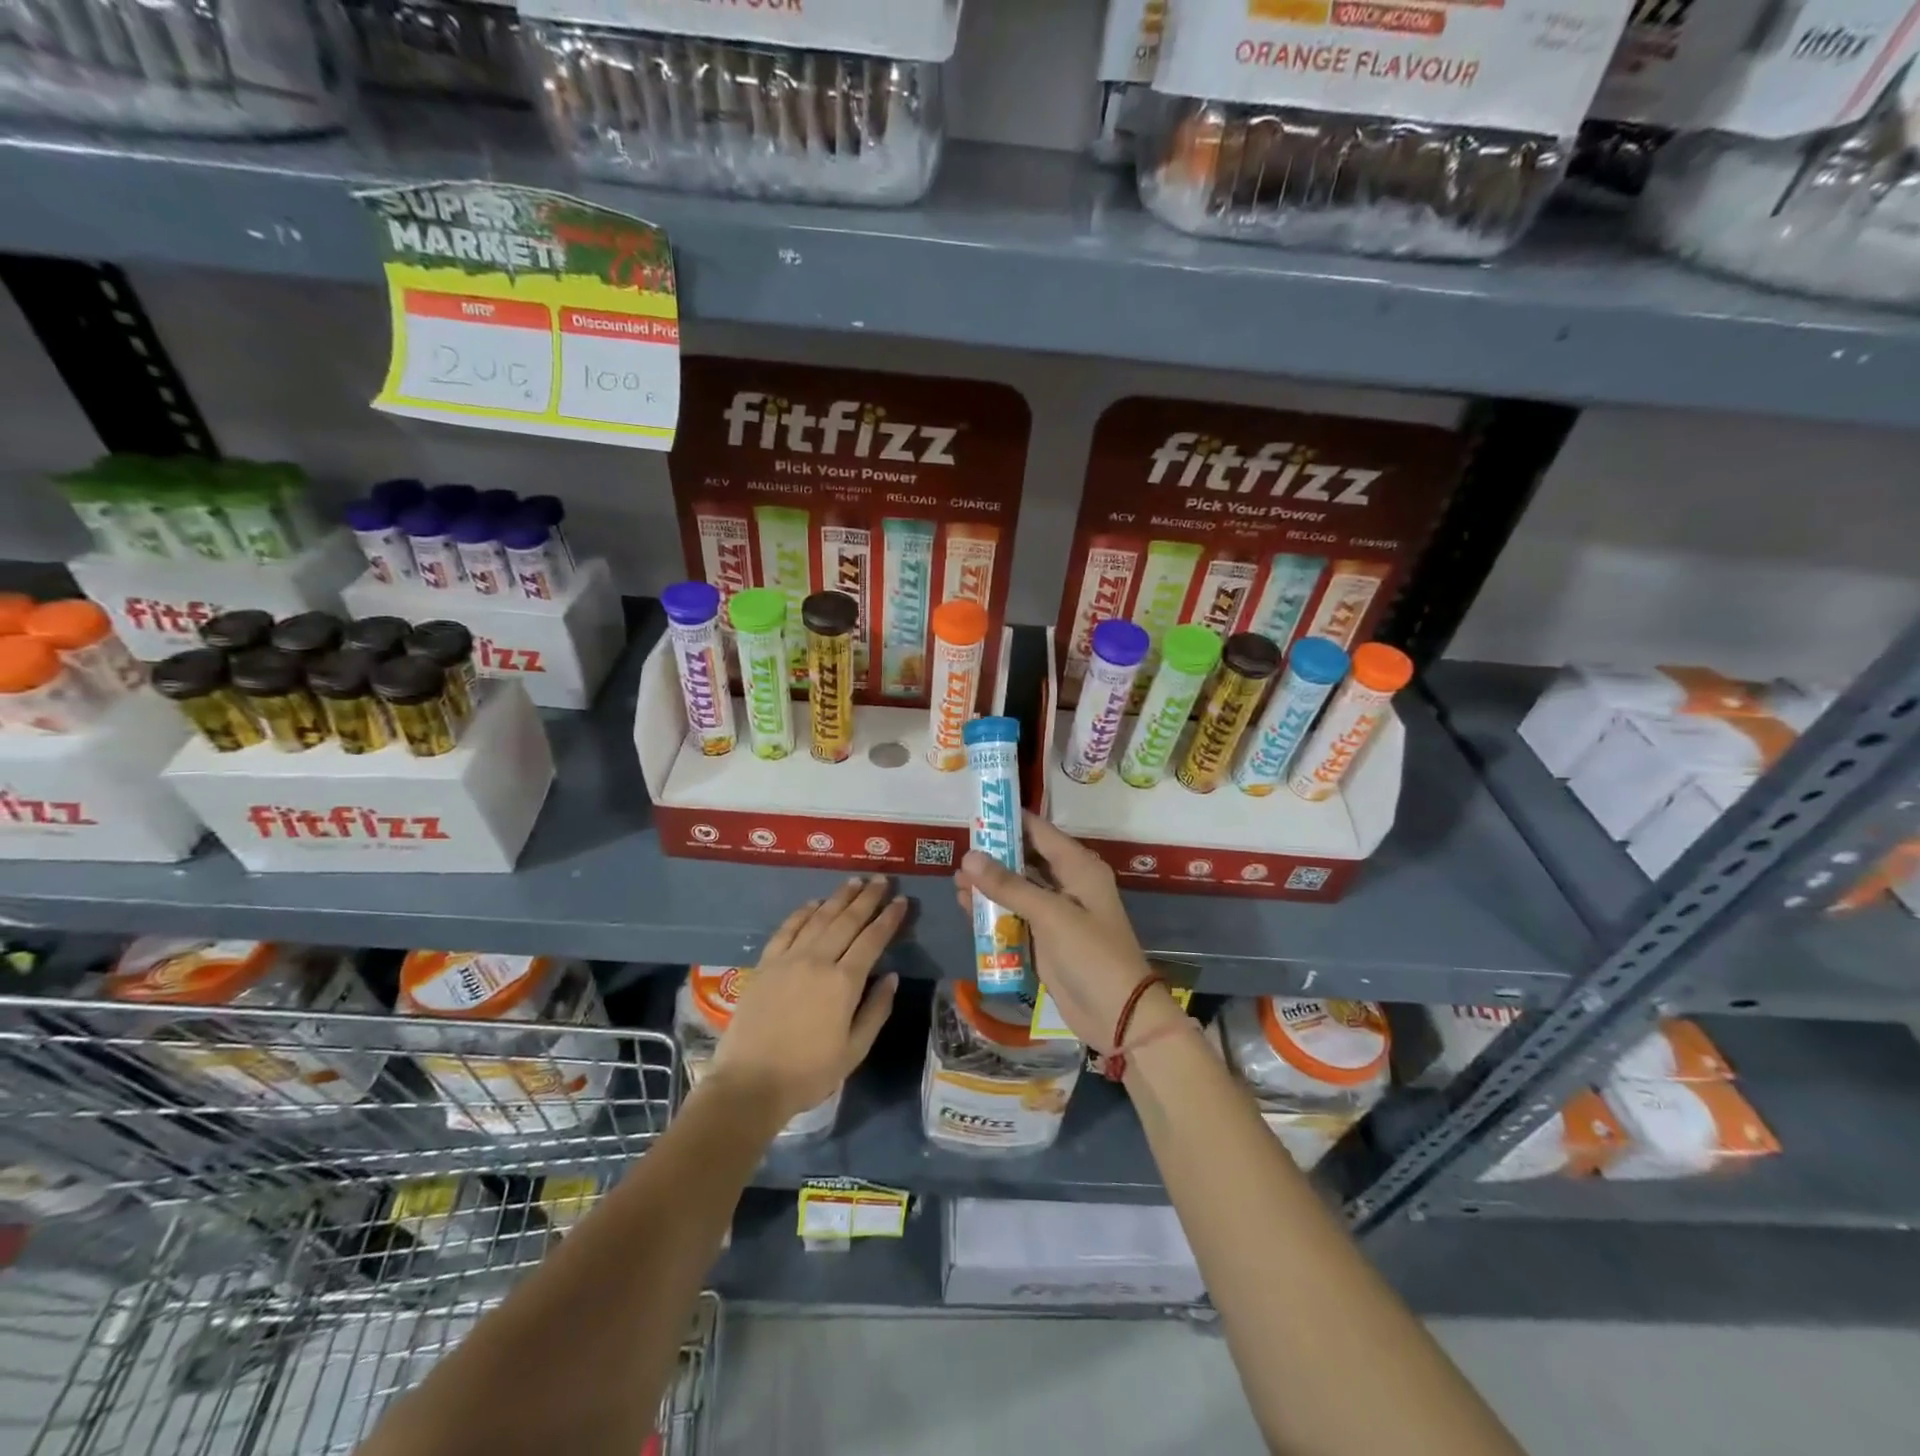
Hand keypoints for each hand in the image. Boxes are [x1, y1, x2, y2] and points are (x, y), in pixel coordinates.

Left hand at [708, 875, 902, 1123]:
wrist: (750, 1084)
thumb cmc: (808, 1073)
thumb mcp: (854, 1050)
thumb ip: (876, 1010)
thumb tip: (891, 976)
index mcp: (844, 983)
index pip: (872, 940)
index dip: (889, 918)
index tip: (902, 901)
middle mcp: (817, 961)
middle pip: (847, 920)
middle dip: (867, 898)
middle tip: (881, 880)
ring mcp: (788, 959)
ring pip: (818, 918)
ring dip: (838, 898)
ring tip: (854, 882)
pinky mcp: (765, 964)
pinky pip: (787, 929)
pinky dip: (802, 912)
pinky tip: (813, 903)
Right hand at [953, 813, 1175, 1052]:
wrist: (1118, 1016)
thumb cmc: (1091, 955)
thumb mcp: (1050, 915)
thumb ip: (1009, 885)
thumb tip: (969, 857)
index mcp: (1079, 868)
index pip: (1040, 832)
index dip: (1009, 821)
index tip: (976, 813)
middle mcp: (1068, 884)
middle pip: (1026, 859)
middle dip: (993, 857)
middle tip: (958, 853)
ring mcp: (1056, 913)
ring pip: (1017, 889)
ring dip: (990, 886)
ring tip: (955, 883)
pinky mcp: (1045, 939)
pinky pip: (1015, 917)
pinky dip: (994, 912)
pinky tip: (967, 909)